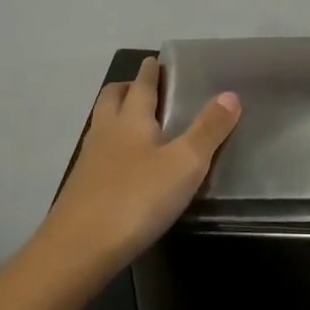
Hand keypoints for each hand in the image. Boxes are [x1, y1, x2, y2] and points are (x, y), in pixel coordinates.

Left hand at [34, 57, 241, 275]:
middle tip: (144, 87)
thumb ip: (208, 130)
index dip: (150, 72)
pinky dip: (111, 149)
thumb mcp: (185, 164)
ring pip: (101, 125)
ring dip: (116, 117)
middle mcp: (105, 132)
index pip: (141, 85)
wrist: (79, 249)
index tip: (156, 60)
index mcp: (131, 120)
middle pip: (111, 98)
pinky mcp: (81, 190)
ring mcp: (88, 161)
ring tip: (137, 124)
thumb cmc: (137, 199)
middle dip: (127, 88)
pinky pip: (97, 155)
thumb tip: (230, 94)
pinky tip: (124, 167)